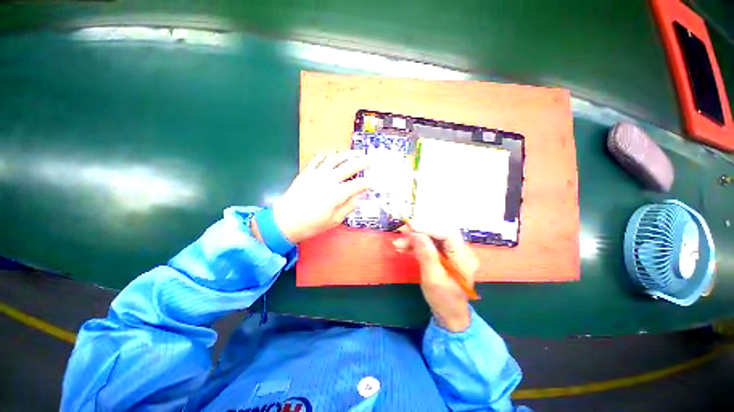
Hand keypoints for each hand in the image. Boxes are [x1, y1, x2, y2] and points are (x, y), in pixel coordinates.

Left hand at [272, 151, 371, 243]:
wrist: (285, 221)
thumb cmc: (311, 224)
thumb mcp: (334, 220)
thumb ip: (349, 206)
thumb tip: (360, 197)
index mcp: (337, 194)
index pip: (358, 185)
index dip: (368, 183)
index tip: (374, 181)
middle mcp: (329, 180)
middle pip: (350, 166)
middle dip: (364, 161)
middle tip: (373, 158)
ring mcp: (317, 173)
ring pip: (336, 158)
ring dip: (349, 154)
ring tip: (357, 153)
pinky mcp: (307, 171)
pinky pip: (319, 158)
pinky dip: (329, 154)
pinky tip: (335, 154)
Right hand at [394, 221, 478, 331]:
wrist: (450, 314)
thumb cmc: (443, 300)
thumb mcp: (432, 279)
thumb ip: (425, 254)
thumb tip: (415, 233)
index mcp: (464, 259)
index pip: (448, 234)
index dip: (428, 227)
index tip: (410, 226)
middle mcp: (462, 251)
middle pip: (441, 232)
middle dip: (420, 230)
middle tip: (402, 232)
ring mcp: (454, 251)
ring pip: (434, 236)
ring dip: (415, 238)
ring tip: (399, 244)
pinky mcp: (445, 253)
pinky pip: (431, 243)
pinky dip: (416, 244)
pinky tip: (404, 248)